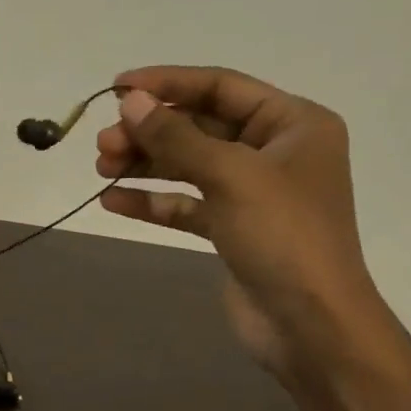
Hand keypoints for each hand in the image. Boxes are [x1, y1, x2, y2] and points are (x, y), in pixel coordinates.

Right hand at [94, 65, 379, 379]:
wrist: (310, 326)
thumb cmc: (283, 237)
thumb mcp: (230, 176)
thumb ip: (177, 137)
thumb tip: (132, 103)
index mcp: (293, 124)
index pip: (221, 88)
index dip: (168, 83)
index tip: (117, 87)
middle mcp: (274, 152)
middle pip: (200, 127)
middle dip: (150, 132)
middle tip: (103, 144)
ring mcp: (252, 194)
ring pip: (188, 166)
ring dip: (145, 164)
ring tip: (101, 168)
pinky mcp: (232, 230)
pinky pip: (186, 205)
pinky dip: (152, 201)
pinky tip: (113, 201)